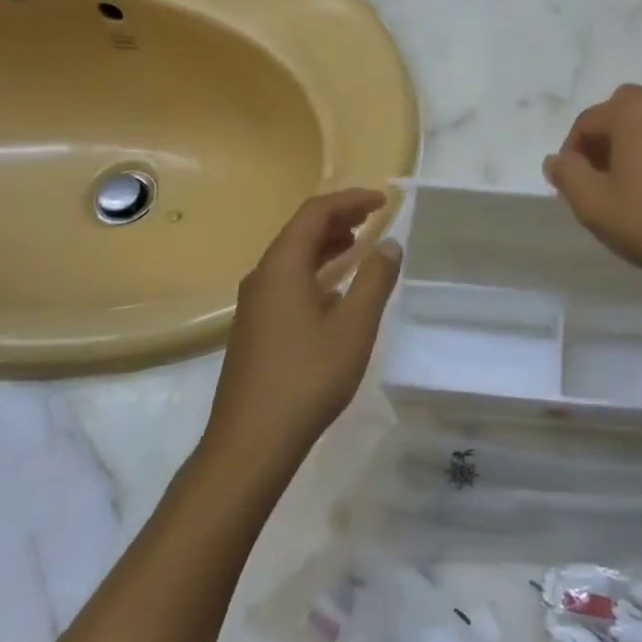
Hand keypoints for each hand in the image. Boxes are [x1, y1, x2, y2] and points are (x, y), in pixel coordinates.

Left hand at [206, 189, 402, 469]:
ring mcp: (254, 304)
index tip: (382, 201)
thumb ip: (375, 280)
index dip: (350, 200)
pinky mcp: (254, 328)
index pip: (315, 212)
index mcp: (282, 267)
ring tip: (357, 245)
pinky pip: (287, 282)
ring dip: (325, 245)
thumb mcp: (354, 327)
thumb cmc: (307, 378)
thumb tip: (390, 244)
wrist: (251, 442)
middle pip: (300, 231)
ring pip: (292, 258)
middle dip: (338, 218)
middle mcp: (262, 277)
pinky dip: (314, 272)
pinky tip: (334, 293)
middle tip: (372, 217)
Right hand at [543, 85, 641, 294]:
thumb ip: (569, 177)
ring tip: (641, 171)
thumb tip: (557, 160)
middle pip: (628, 108)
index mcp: (634, 112)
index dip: (572, 150)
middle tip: (602, 174)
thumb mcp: (596, 207)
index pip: (589, 120)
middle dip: (609, 135)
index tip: (570, 182)